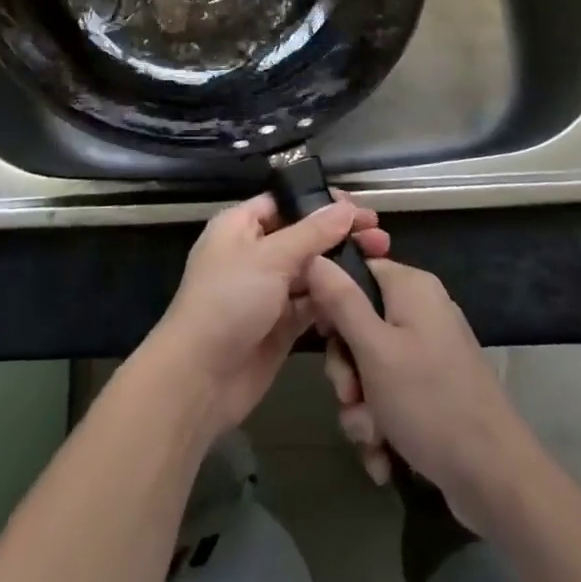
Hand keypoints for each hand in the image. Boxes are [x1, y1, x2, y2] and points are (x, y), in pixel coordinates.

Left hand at [147, 192, 388, 440]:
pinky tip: (362, 296)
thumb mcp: (270, 258)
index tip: (360, 208)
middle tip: (380, 237)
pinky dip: (333, 300)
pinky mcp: (280, 325)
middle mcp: (254, 252)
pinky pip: (312, 304)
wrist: (199, 378)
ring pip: (311, 271)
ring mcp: (267, 290)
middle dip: (339, 235)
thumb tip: (345, 208)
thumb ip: (312, 233)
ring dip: (341, 267)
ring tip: (380, 261)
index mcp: (240, 225)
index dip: (322, 203)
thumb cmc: (228, 301)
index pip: (287, 202)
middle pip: (304, 235)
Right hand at [309, 256, 538, 531]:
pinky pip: (393, 395)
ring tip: (371, 436)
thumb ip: (341, 301)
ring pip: (372, 368)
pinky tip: (384, 457)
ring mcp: (431, 353)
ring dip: (361, 406)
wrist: (496, 481)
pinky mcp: (435, 390)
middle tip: (349, 395)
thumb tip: (314, 257)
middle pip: (360, 324)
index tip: (322, 336)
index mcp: (411, 288)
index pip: (356, 271)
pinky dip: (383, 425)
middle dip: (347, 370)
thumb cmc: (430, 403)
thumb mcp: (374, 350)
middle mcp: (422, 312)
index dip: (332, 301)